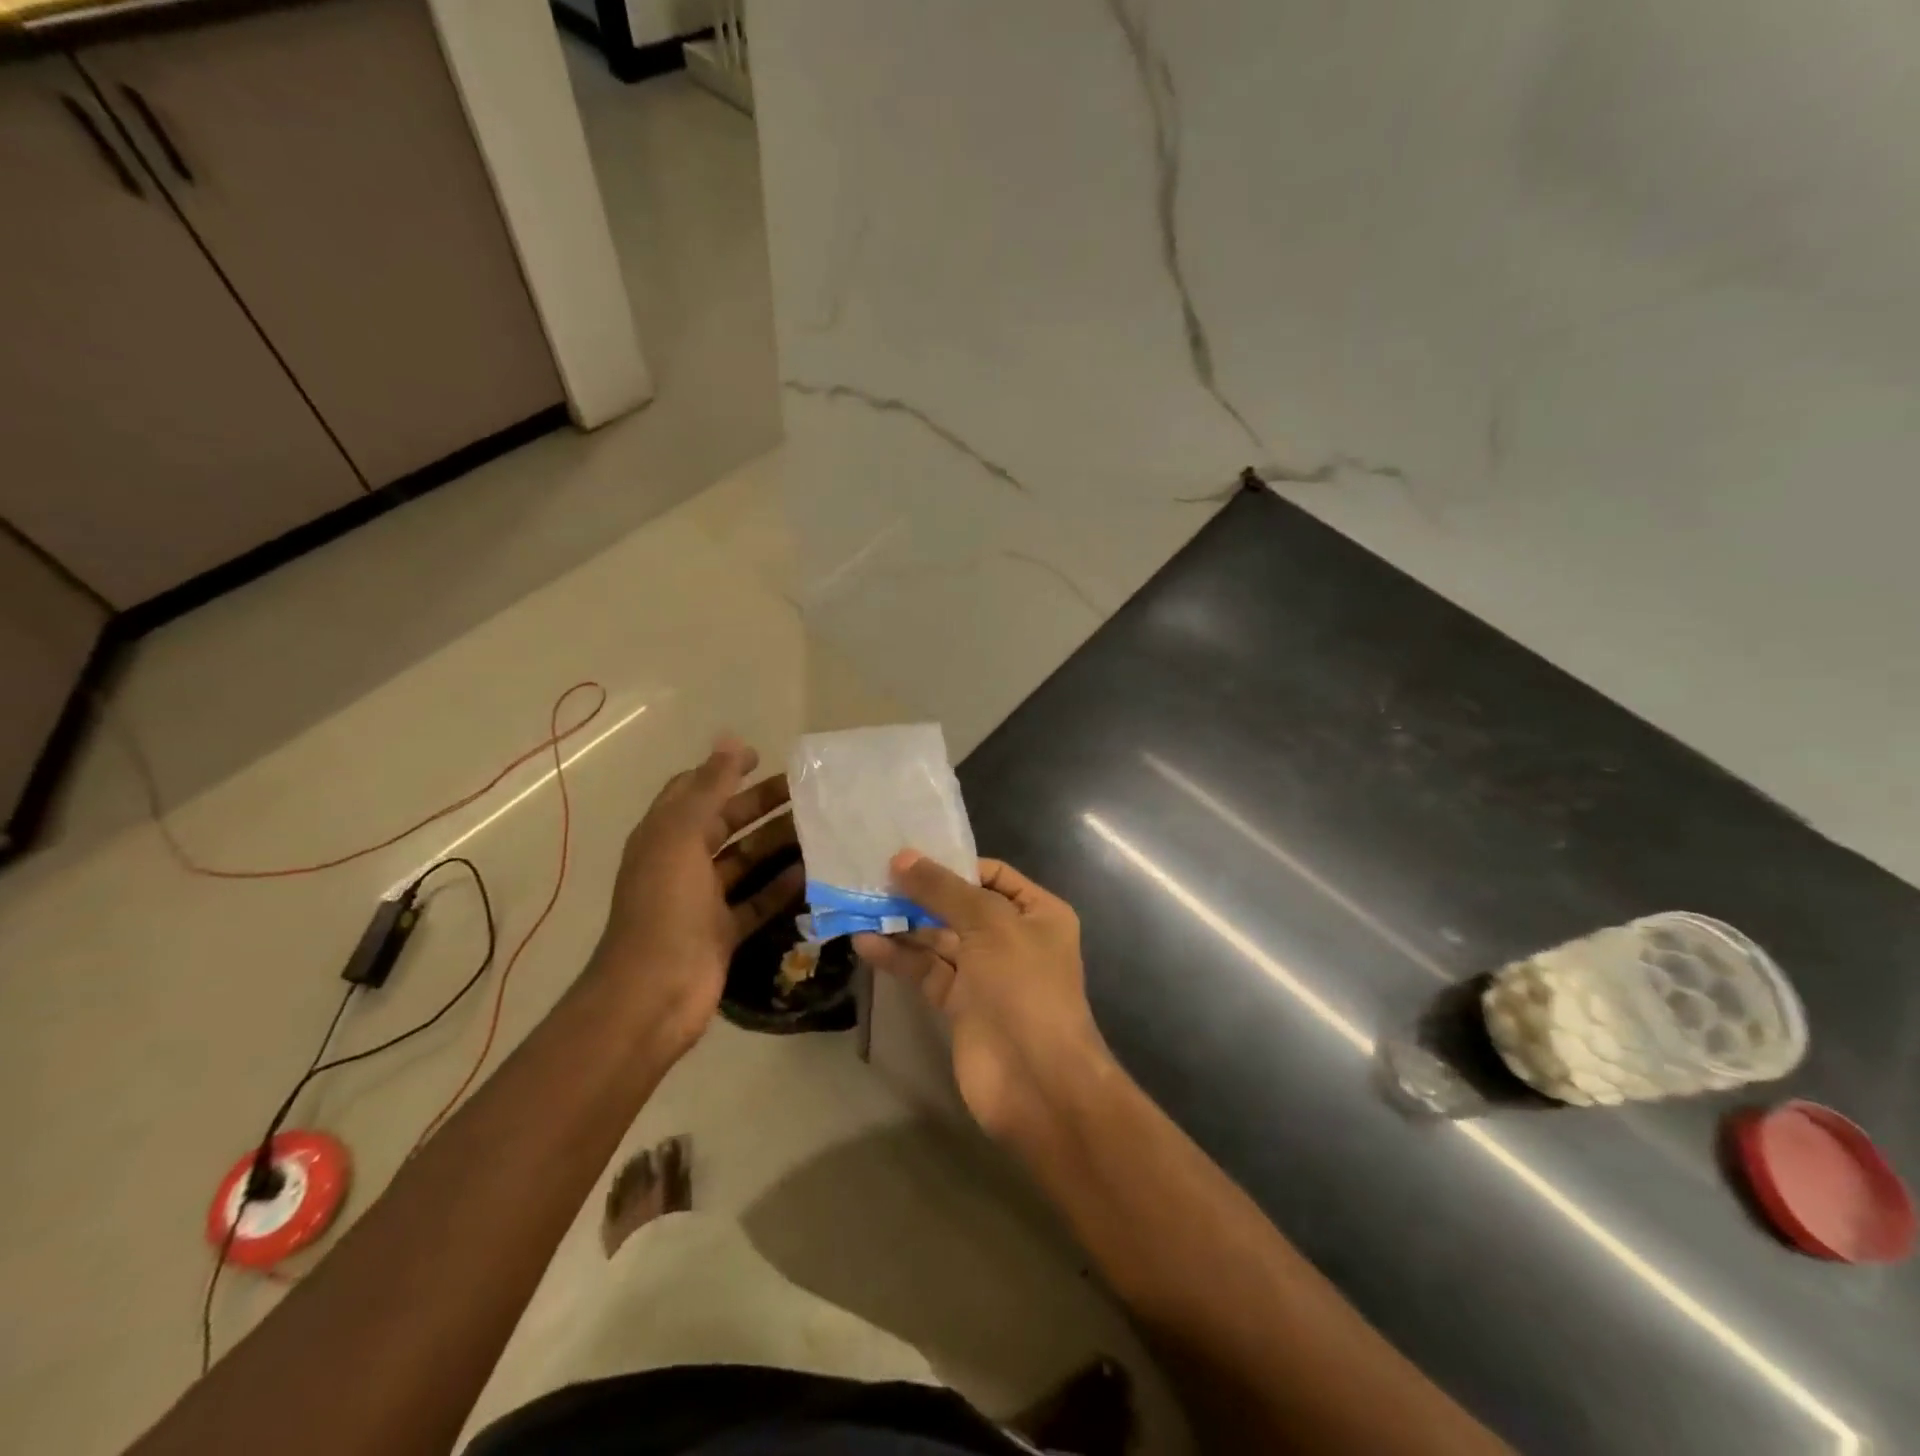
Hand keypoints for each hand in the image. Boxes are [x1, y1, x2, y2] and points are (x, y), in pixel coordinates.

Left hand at [591, 737, 803, 1056]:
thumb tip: (731, 741)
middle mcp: (681, 863)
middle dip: (760, 804)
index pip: (693, 790)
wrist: (655, 994)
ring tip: (819, 829)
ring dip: (776, 844)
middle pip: (725, 823)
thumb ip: (708, 788)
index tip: (764, 757)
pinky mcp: (722, 931)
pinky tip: (811, 874)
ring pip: (745, 861)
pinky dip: (780, 887)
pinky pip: (756, 901)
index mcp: (664, 836)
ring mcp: (702, 900)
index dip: (724, 770)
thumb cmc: (666, 908)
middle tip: (807, 793)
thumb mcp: (682, 837)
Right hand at [854, 852, 1113, 1142]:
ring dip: (904, 924)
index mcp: (1037, 912)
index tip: (908, 856)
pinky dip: (899, 957)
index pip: (991, 875)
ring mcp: (985, 973)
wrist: (1036, 1081)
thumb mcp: (988, 924)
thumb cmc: (1023, 986)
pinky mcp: (960, 1004)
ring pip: (939, 939)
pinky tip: (866, 943)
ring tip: (861, 906)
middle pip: (960, 905)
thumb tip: (903, 857)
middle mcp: (1012, 938)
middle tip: (874, 876)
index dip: (953, 864)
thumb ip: (943, 890)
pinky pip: (927, 971)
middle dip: (921, 893)